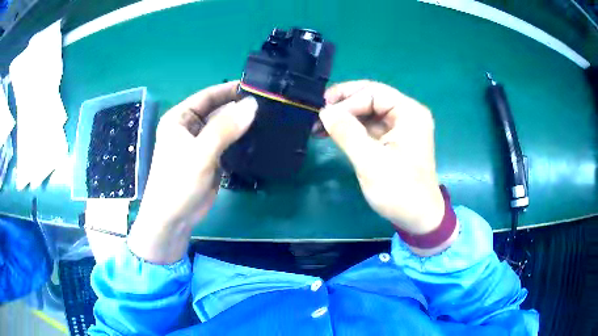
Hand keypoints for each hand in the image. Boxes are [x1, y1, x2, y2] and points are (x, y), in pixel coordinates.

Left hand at [128, 82, 257, 263]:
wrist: (173, 219)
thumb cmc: (178, 182)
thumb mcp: (200, 153)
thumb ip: (225, 128)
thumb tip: (253, 105)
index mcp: (180, 118)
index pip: (208, 96)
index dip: (230, 90)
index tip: (257, 87)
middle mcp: (190, 127)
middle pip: (219, 111)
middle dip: (240, 108)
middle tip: (270, 105)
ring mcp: (202, 143)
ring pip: (226, 128)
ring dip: (243, 125)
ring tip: (270, 119)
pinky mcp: (211, 159)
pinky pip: (229, 144)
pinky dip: (242, 141)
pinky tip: (260, 138)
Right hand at [319, 81, 454, 254]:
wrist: (418, 219)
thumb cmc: (400, 191)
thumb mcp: (371, 161)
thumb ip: (347, 132)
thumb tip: (324, 111)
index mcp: (409, 113)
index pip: (373, 93)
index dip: (346, 101)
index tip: (323, 115)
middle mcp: (406, 114)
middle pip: (370, 98)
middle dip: (343, 105)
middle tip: (317, 114)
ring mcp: (400, 127)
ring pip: (367, 112)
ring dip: (344, 117)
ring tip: (319, 125)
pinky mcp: (392, 140)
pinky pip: (369, 126)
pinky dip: (350, 129)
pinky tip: (332, 132)